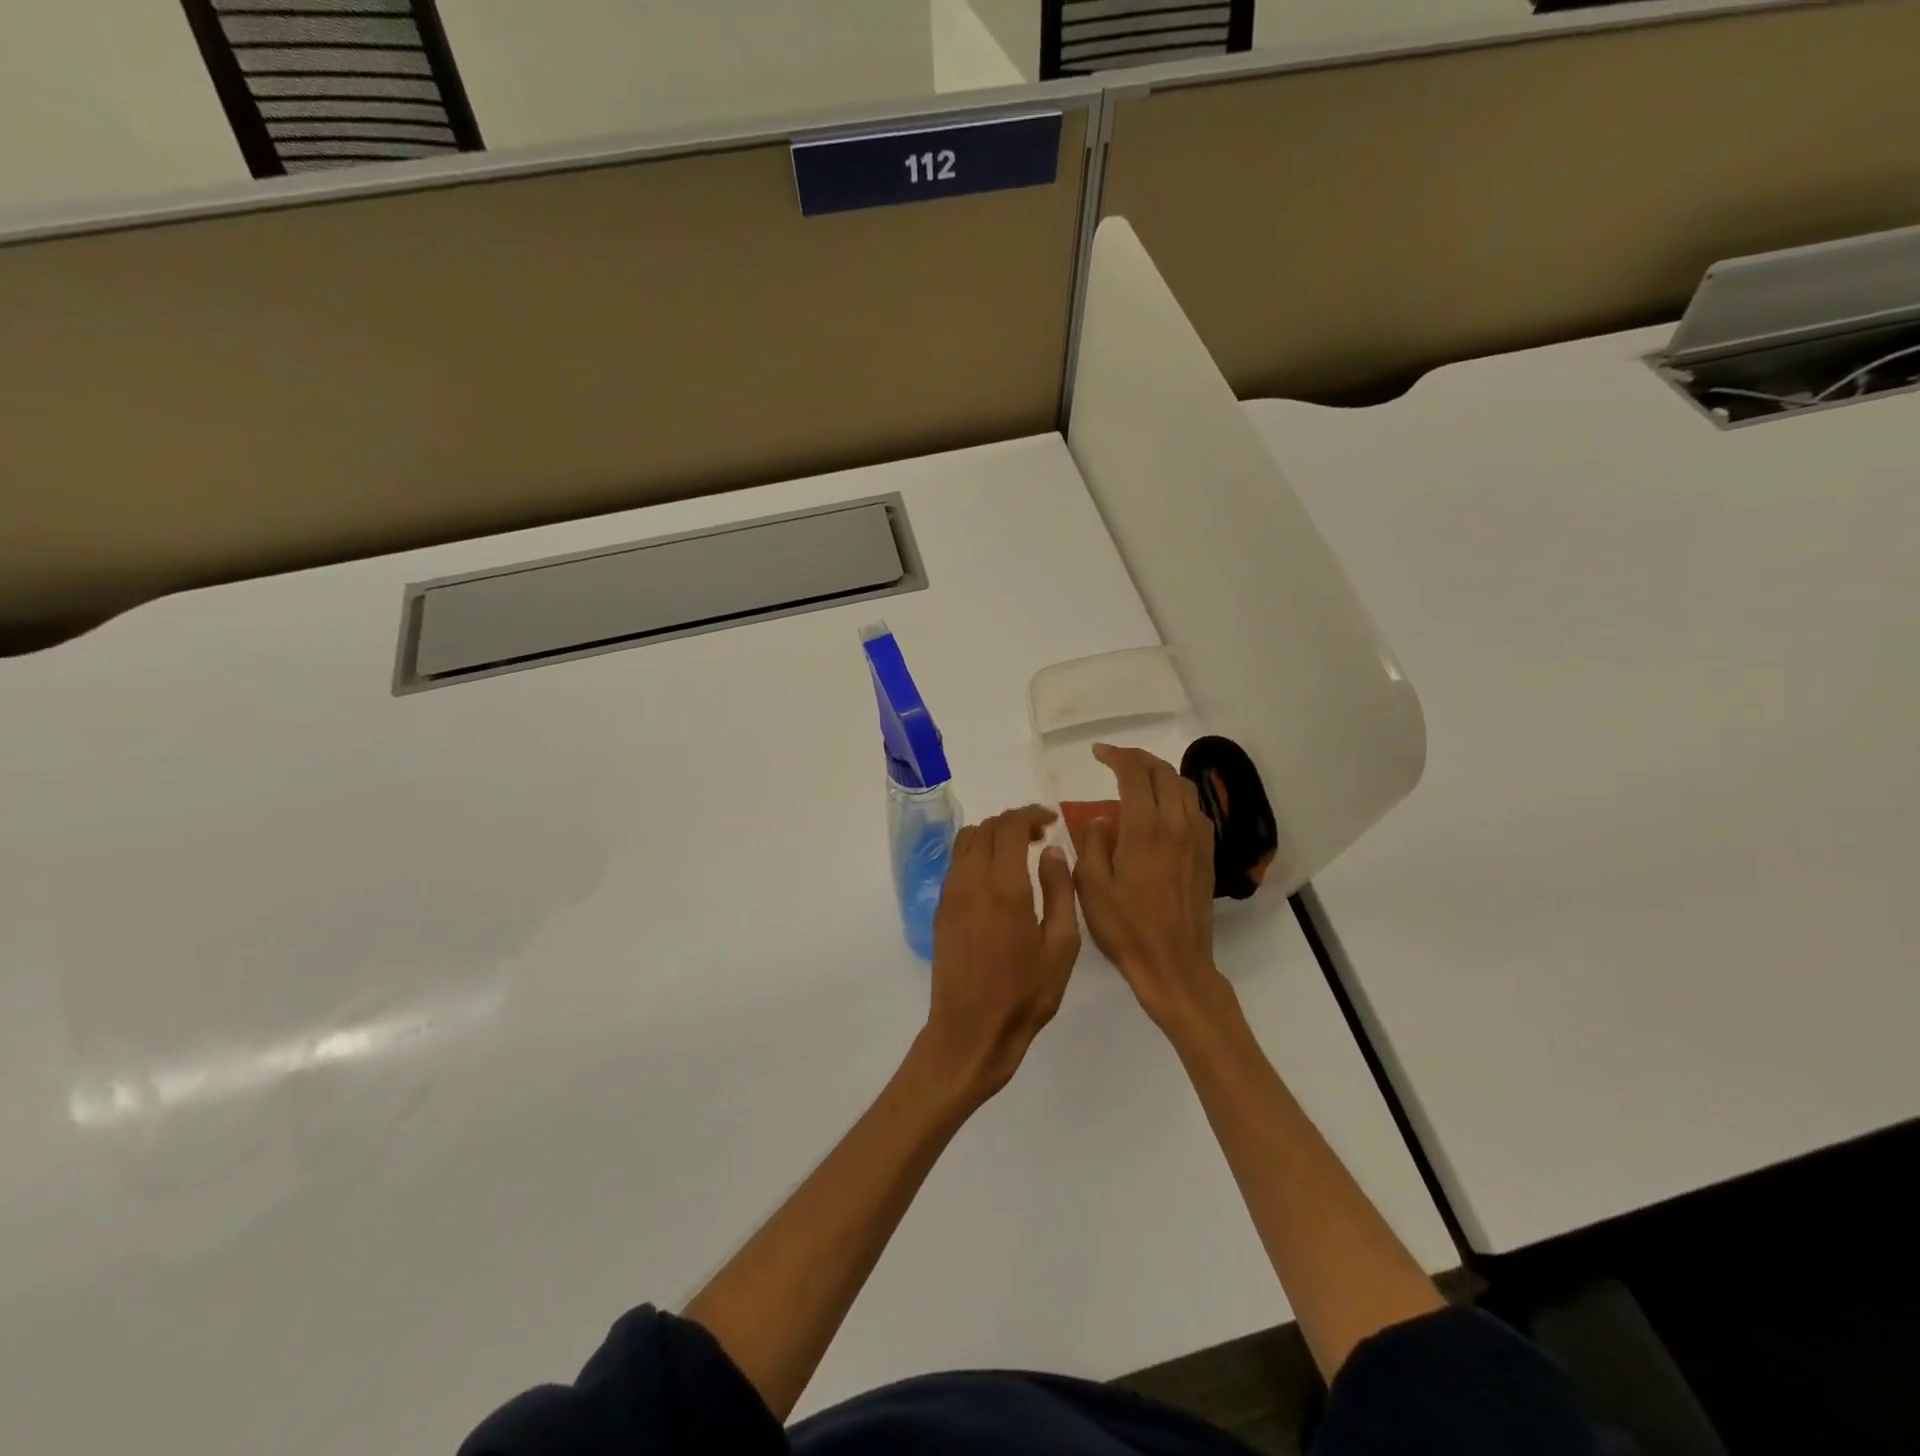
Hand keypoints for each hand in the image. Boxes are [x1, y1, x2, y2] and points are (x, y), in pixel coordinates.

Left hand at [917, 806, 1080, 1103]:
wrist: (970, 1031)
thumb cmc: (1024, 994)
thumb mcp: (1061, 947)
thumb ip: (1059, 892)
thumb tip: (1051, 852)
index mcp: (1004, 888)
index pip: (1009, 827)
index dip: (1030, 814)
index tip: (1051, 821)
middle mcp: (971, 882)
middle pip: (985, 828)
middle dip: (1013, 822)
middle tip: (1040, 836)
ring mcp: (950, 895)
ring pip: (966, 841)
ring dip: (992, 835)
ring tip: (1018, 853)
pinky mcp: (940, 909)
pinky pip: (956, 864)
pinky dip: (977, 854)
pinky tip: (997, 877)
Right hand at [1074, 744, 1229, 1033]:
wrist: (1175, 965)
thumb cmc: (1126, 928)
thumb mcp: (1091, 886)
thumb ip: (1092, 844)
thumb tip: (1102, 819)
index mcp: (1146, 829)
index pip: (1135, 773)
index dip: (1116, 755)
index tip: (1097, 753)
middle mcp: (1177, 825)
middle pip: (1164, 773)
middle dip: (1138, 758)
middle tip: (1115, 760)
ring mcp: (1197, 840)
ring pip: (1184, 788)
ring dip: (1160, 775)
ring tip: (1138, 779)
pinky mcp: (1206, 855)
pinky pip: (1195, 810)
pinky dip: (1176, 796)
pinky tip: (1162, 811)